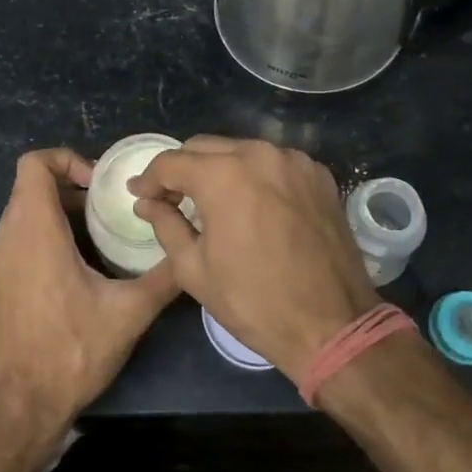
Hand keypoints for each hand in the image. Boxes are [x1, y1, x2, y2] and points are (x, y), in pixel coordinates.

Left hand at [0, 149, 180, 446]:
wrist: (19, 410)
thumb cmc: (71, 353)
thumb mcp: (129, 313)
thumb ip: (164, 277)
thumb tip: (192, 254)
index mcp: (35, 233)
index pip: (33, 164)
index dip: (66, 159)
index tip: (99, 185)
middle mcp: (7, 240)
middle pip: (30, 188)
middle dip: (71, 188)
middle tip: (108, 209)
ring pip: (22, 216)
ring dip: (58, 215)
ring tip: (98, 238)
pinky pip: (17, 243)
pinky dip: (44, 239)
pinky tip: (76, 272)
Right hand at [129, 137, 379, 380]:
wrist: (332, 323)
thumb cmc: (254, 301)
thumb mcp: (194, 269)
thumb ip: (165, 225)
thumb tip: (147, 202)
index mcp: (224, 175)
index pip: (171, 162)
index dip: (149, 179)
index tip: (140, 197)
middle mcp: (260, 153)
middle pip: (206, 147)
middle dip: (182, 170)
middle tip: (171, 200)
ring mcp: (295, 161)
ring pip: (242, 150)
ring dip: (220, 170)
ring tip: (212, 202)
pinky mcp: (319, 175)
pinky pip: (275, 163)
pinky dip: (256, 176)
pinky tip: (253, 205)